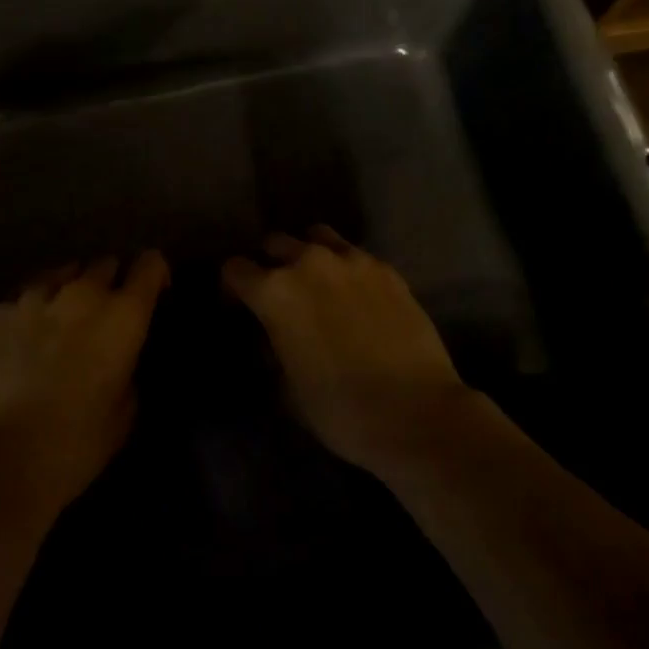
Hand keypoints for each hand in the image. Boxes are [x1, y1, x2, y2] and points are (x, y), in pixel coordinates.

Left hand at [0, 252, 168, 510]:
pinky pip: (27, 294)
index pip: (150, 264)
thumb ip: (128, 369)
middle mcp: (83, 293)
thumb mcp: (125, 412)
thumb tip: (119, 358)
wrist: (1, 461)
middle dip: (111, 283)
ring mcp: (37, 296)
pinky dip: (35, 307)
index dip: (155, 275)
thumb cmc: (76, 444)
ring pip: (64, 271)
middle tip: (104, 316)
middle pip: (106, 263)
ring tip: (64, 319)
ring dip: (72, 289)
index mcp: (123, 315)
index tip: (153, 295)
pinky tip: (27, 335)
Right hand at [222, 227, 469, 473]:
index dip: (232, 288)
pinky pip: (355, 255)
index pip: (235, 269)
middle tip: (280, 295)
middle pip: (275, 243)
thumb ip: (273, 349)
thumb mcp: (287, 388)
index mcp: (275, 292)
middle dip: (270, 264)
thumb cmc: (340, 410)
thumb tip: (276, 336)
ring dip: (309, 254)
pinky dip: (347, 269)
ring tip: (319, 283)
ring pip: (317, 237)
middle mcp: (309, 263)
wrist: (415, 412)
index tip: (239, 308)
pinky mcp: (386, 269)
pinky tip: (357, 296)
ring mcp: (352, 260)